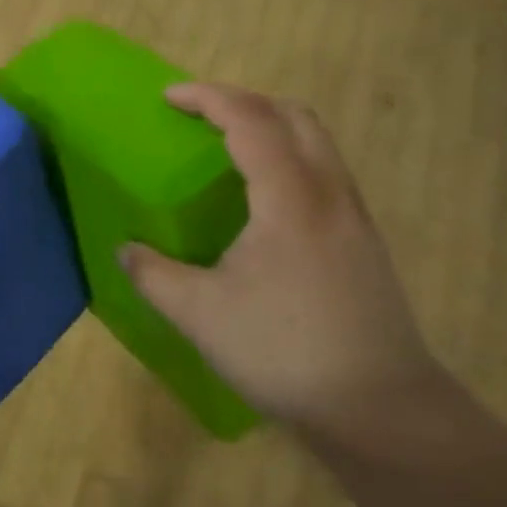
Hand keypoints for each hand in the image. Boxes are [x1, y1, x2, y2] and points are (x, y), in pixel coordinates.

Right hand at [119, 84, 444, 436]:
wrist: (380, 408)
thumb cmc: (284, 351)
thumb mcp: (199, 314)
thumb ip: (153, 274)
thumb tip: (126, 251)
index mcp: (289, 198)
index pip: (250, 120)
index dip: (208, 98)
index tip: (169, 98)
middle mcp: (330, 193)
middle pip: (295, 116)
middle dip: (244, 102)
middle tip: (200, 117)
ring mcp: (355, 218)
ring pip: (318, 143)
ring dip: (272, 128)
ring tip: (228, 150)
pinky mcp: (364, 243)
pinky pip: (325, 173)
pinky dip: (290, 158)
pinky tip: (264, 202)